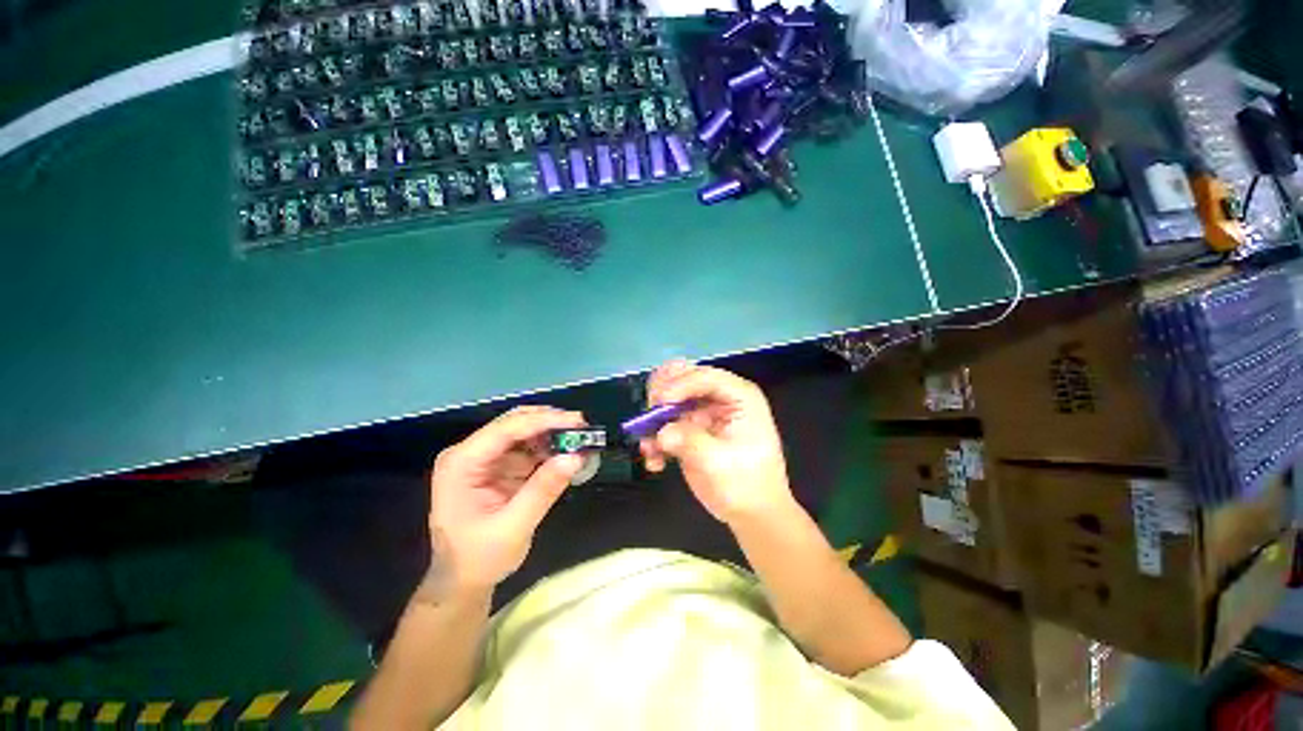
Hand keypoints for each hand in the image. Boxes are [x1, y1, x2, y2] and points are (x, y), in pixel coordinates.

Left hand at [426, 406, 585, 593]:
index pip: (506, 430)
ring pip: (523, 431)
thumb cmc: (479, 558)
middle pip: (514, 424)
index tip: (577, 421)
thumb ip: (543, 490)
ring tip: (579, 440)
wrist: (462, 581)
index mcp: (462, 463)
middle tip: (582, 426)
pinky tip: (566, 453)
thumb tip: (575, 457)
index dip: (544, 421)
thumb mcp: (513, 528)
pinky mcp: (497, 466)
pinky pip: (527, 447)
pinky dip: (548, 448)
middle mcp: (470, 453)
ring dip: (551, 434)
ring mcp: (484, 458)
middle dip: (549, 422)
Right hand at [639, 361, 794, 523]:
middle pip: (682, 378)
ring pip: (667, 399)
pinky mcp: (689, 429)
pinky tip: (655, 461)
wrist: (752, 515)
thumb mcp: (721, 463)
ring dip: (653, 420)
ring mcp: (702, 412)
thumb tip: (661, 433)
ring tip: (649, 447)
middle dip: (661, 397)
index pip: (705, 376)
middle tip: (649, 417)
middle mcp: (719, 397)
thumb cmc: (747, 486)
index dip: (680, 385)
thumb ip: (690, 442)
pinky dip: (655, 438)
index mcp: (739, 396)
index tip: (659, 403)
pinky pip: (663, 423)